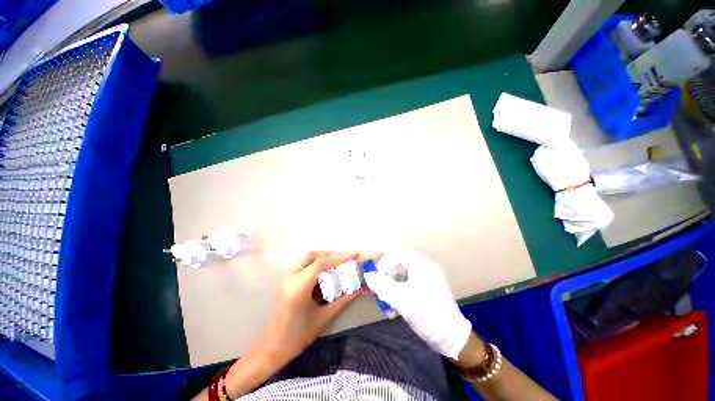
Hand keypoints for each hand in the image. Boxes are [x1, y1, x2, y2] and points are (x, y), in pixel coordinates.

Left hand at [255, 251, 363, 363]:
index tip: (354, 256)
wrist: (272, 349)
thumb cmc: (298, 337)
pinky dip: (317, 265)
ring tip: (339, 264)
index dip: (338, 257)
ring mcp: (286, 279)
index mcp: (298, 287)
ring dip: (324, 258)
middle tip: (346, 259)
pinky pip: (303, 266)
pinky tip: (326, 273)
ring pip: (307, 259)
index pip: (320, 263)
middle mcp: (290, 278)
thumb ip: (342, 300)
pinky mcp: (286, 282)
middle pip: (312, 255)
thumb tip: (360, 289)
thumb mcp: (323, 318)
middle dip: (331, 255)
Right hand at [364, 250, 471, 359]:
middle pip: (398, 264)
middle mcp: (424, 267)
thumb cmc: (426, 314)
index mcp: (421, 264)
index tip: (376, 278)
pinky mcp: (426, 289)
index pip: (397, 255)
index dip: (384, 263)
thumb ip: (382, 285)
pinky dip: (399, 292)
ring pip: (402, 275)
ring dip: (391, 287)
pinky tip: (395, 307)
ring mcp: (426, 278)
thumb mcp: (401, 299)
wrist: (451, 337)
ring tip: (386, 302)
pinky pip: (408, 284)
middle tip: (379, 290)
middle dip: (386, 277)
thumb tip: (367, 275)